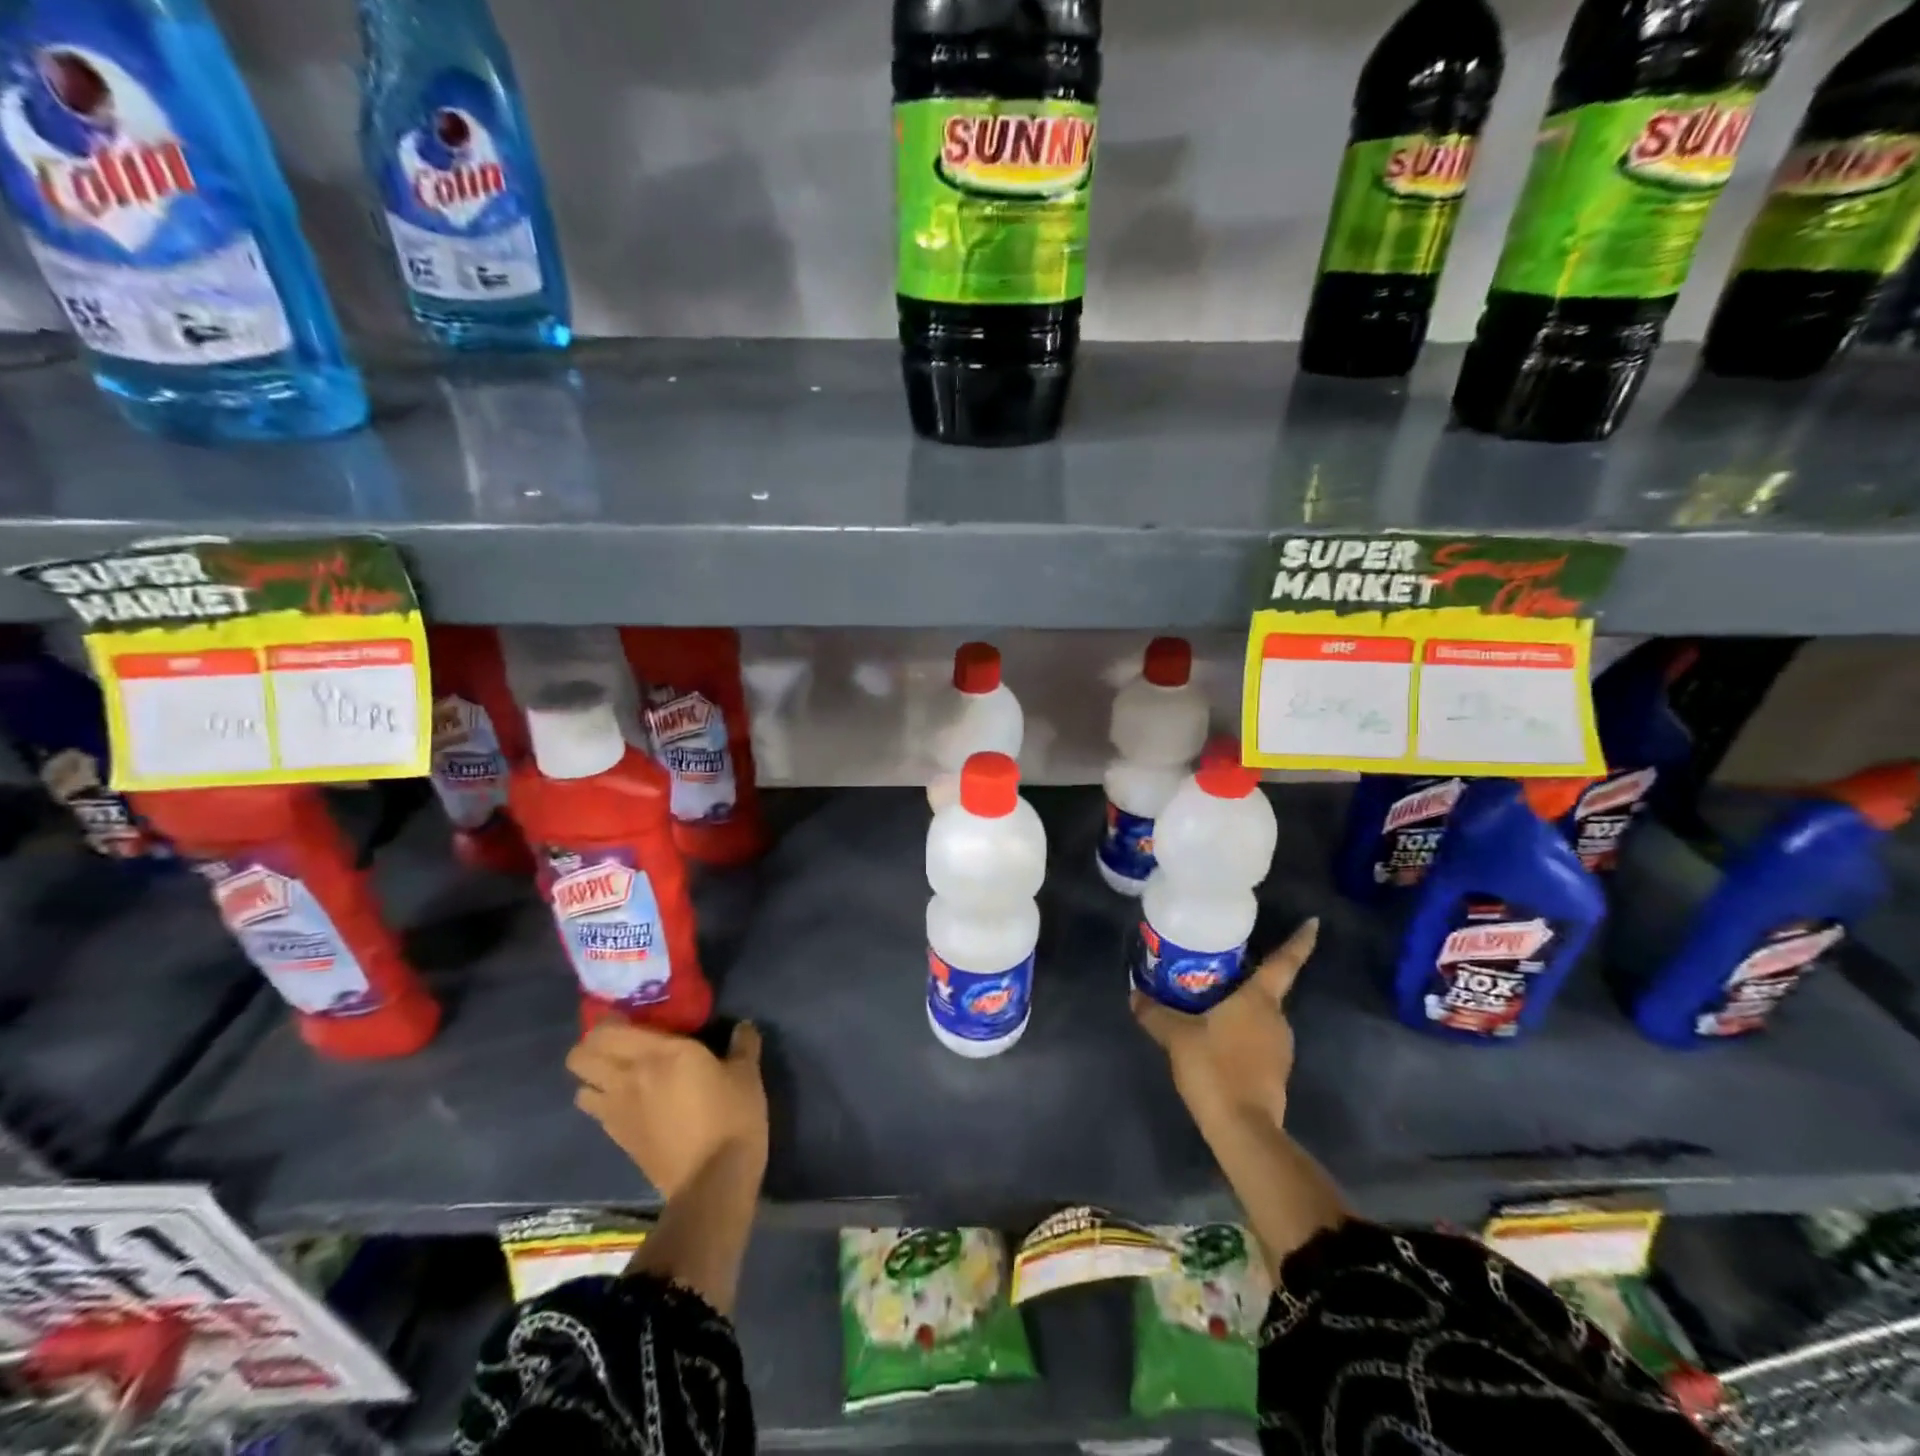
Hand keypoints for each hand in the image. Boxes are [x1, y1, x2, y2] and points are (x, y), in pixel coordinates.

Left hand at [566, 1021, 768, 1197]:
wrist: (713, 1181)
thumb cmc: (732, 1117)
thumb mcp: (746, 1074)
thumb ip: (742, 1044)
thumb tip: (743, 1027)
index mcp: (659, 1054)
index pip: (607, 1030)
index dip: (609, 1020)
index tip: (630, 1015)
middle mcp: (628, 1078)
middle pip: (580, 1057)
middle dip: (591, 1047)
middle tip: (620, 1042)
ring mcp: (617, 1112)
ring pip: (580, 1088)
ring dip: (593, 1078)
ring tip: (619, 1073)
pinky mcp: (617, 1140)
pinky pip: (596, 1112)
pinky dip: (602, 1103)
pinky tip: (629, 1103)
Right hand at [1131, 918, 1317, 1137]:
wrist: (1243, 1129)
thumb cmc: (1214, 1069)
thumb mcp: (1176, 1037)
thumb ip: (1155, 1013)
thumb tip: (1134, 994)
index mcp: (1259, 999)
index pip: (1284, 962)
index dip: (1300, 941)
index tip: (1314, 922)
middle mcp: (1276, 1018)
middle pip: (1266, 988)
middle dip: (1245, 977)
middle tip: (1217, 966)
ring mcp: (1280, 1047)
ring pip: (1260, 1016)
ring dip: (1239, 1008)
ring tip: (1207, 1003)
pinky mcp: (1276, 1072)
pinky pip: (1257, 1039)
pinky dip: (1239, 1032)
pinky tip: (1214, 1038)